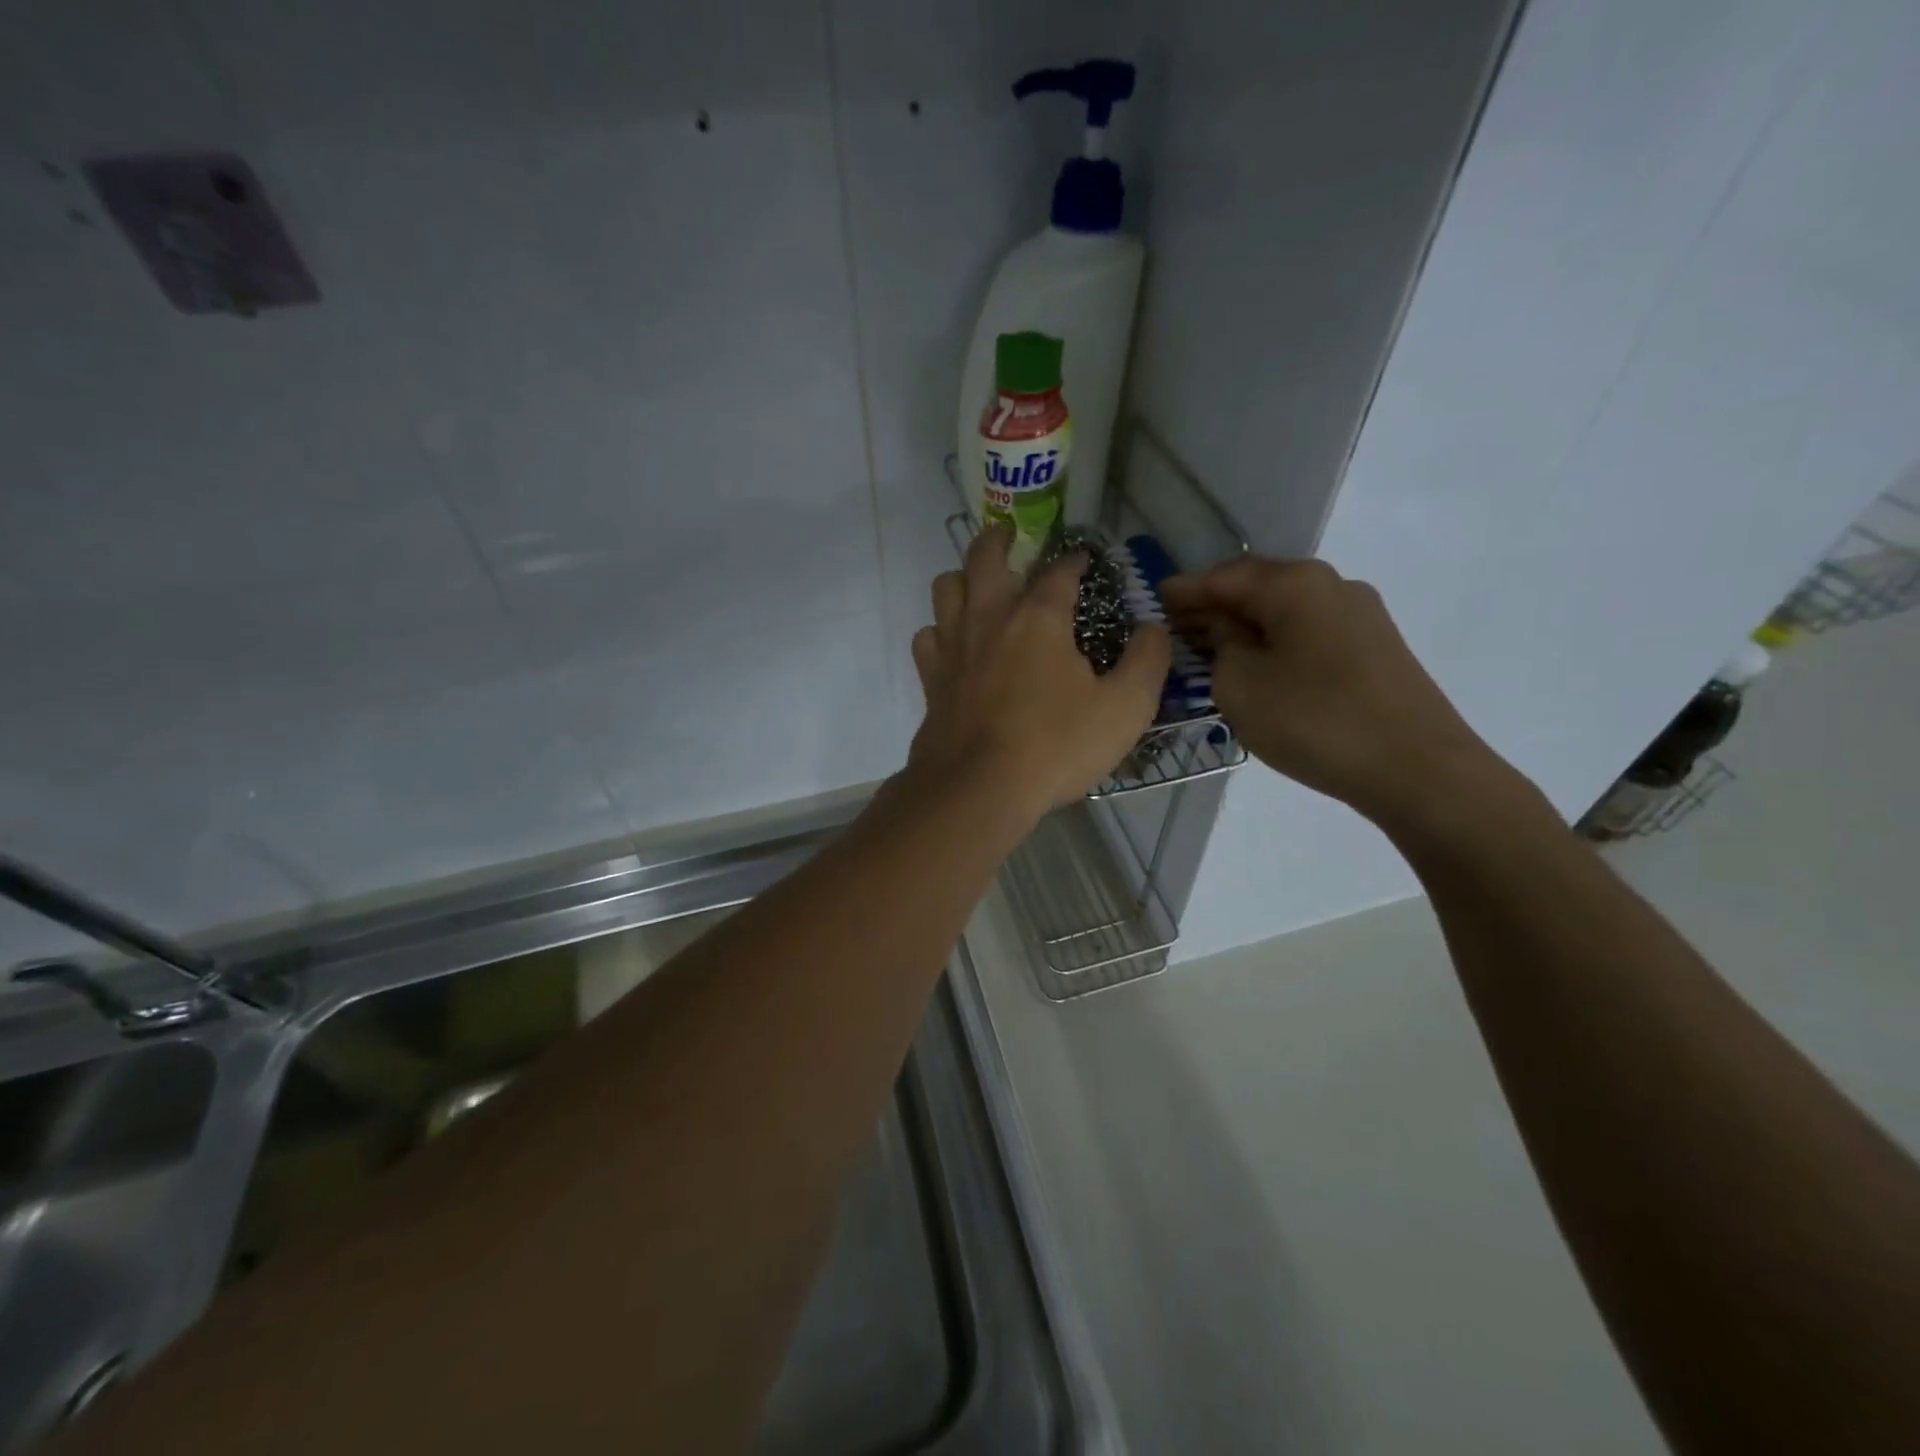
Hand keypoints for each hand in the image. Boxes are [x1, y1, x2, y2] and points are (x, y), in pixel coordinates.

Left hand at [910, 525, 1169, 816]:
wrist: (978, 789)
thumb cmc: (1056, 746)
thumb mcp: (1125, 708)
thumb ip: (1147, 662)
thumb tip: (1154, 628)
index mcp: (1038, 618)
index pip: (1059, 572)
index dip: (1074, 560)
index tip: (1084, 558)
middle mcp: (989, 619)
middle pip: (984, 558)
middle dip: (999, 538)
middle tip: (1009, 534)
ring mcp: (953, 647)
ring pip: (945, 588)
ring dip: (962, 578)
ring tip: (977, 584)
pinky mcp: (931, 679)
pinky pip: (927, 637)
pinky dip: (939, 631)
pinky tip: (952, 643)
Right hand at [1162, 557, 1510, 828]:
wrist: (1417, 769)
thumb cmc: (1314, 720)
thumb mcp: (1241, 685)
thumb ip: (1220, 646)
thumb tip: (1224, 630)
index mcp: (1295, 584)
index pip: (1224, 576)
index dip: (1185, 589)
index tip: (1155, 598)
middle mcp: (1332, 586)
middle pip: (1258, 587)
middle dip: (1215, 606)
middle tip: (1177, 627)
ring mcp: (1360, 616)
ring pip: (1286, 611)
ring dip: (1246, 626)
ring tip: (1212, 649)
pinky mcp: (1375, 648)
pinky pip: (1309, 632)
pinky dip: (1275, 642)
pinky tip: (1259, 666)